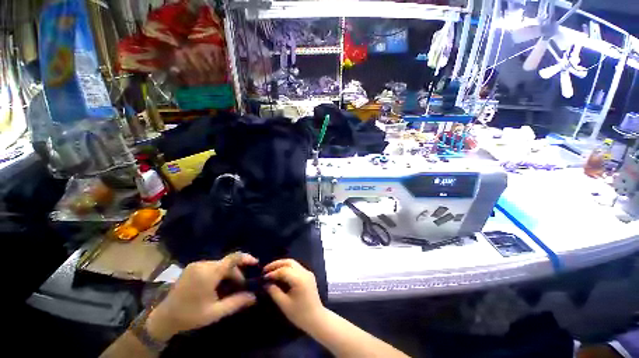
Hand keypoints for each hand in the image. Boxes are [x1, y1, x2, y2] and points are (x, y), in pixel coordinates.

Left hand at [146, 252, 257, 341]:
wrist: (162, 318)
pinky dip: (219, 273)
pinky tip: (218, 285)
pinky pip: (212, 266)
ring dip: (228, 274)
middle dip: (237, 273)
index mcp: (209, 273)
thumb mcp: (215, 312)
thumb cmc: (190, 316)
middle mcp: (203, 264)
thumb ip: (236, 302)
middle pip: (227, 263)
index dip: (247, 258)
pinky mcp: (192, 267)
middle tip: (241, 287)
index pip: (233, 258)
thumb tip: (255, 297)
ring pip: (220, 265)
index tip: (256, 264)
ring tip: (229, 288)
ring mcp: (196, 265)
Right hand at [263, 259, 324, 331]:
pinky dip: (287, 268)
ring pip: (293, 263)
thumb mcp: (284, 304)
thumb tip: (266, 283)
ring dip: (282, 265)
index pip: (283, 270)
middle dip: (277, 264)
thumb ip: (274, 292)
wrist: (317, 319)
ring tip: (271, 270)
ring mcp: (307, 272)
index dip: (272, 273)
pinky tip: (280, 273)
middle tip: (265, 269)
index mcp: (299, 279)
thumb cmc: (300, 314)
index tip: (263, 277)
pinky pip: (296, 267)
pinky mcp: (308, 275)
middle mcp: (304, 272)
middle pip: (289, 262)